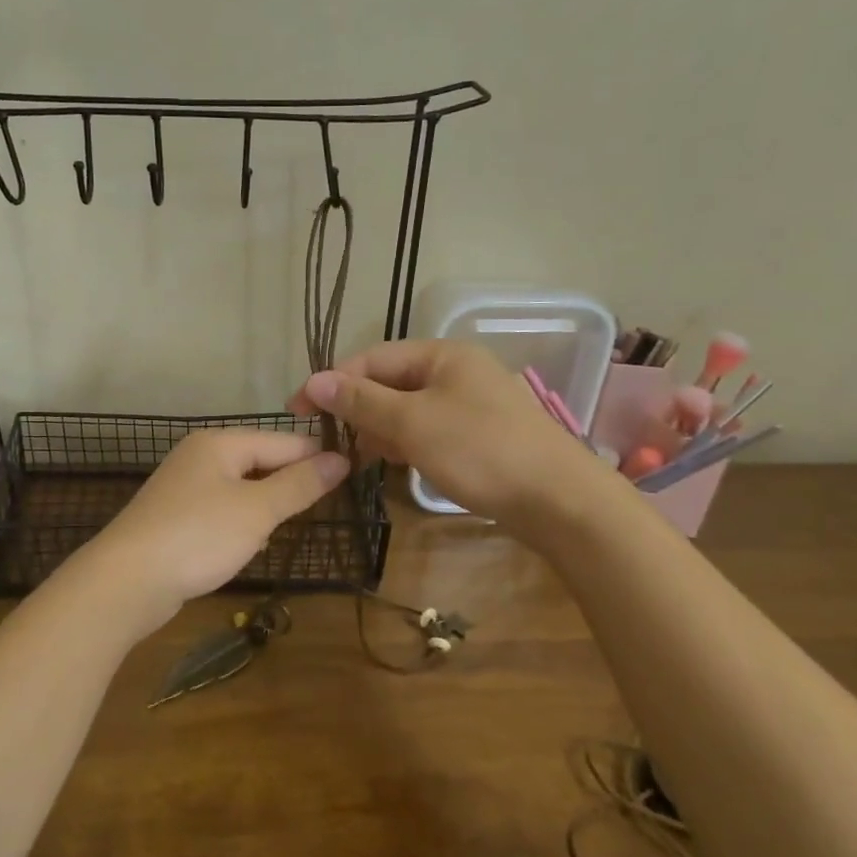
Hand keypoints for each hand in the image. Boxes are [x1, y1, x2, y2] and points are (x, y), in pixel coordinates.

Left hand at [85, 429, 349, 625]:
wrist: (125, 582)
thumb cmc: (198, 537)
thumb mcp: (257, 510)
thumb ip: (300, 484)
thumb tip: (341, 459)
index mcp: (220, 443)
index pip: (283, 441)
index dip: (318, 458)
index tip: (355, 475)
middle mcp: (200, 456)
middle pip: (261, 461)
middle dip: (291, 484)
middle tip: (327, 507)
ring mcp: (184, 487)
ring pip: (243, 488)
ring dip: (266, 507)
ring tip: (289, 527)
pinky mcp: (175, 517)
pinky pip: (222, 511)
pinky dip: (240, 524)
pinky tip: (248, 545)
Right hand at [289, 340, 603, 523]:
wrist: (559, 501)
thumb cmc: (480, 451)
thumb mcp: (412, 423)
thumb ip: (361, 401)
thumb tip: (313, 380)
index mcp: (442, 355)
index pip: (372, 358)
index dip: (332, 381)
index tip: (297, 410)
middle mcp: (457, 371)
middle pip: (390, 382)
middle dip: (357, 408)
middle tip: (327, 440)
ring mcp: (471, 404)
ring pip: (408, 409)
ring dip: (379, 429)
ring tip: (358, 458)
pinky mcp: (480, 436)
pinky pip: (429, 430)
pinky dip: (406, 443)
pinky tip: (394, 464)